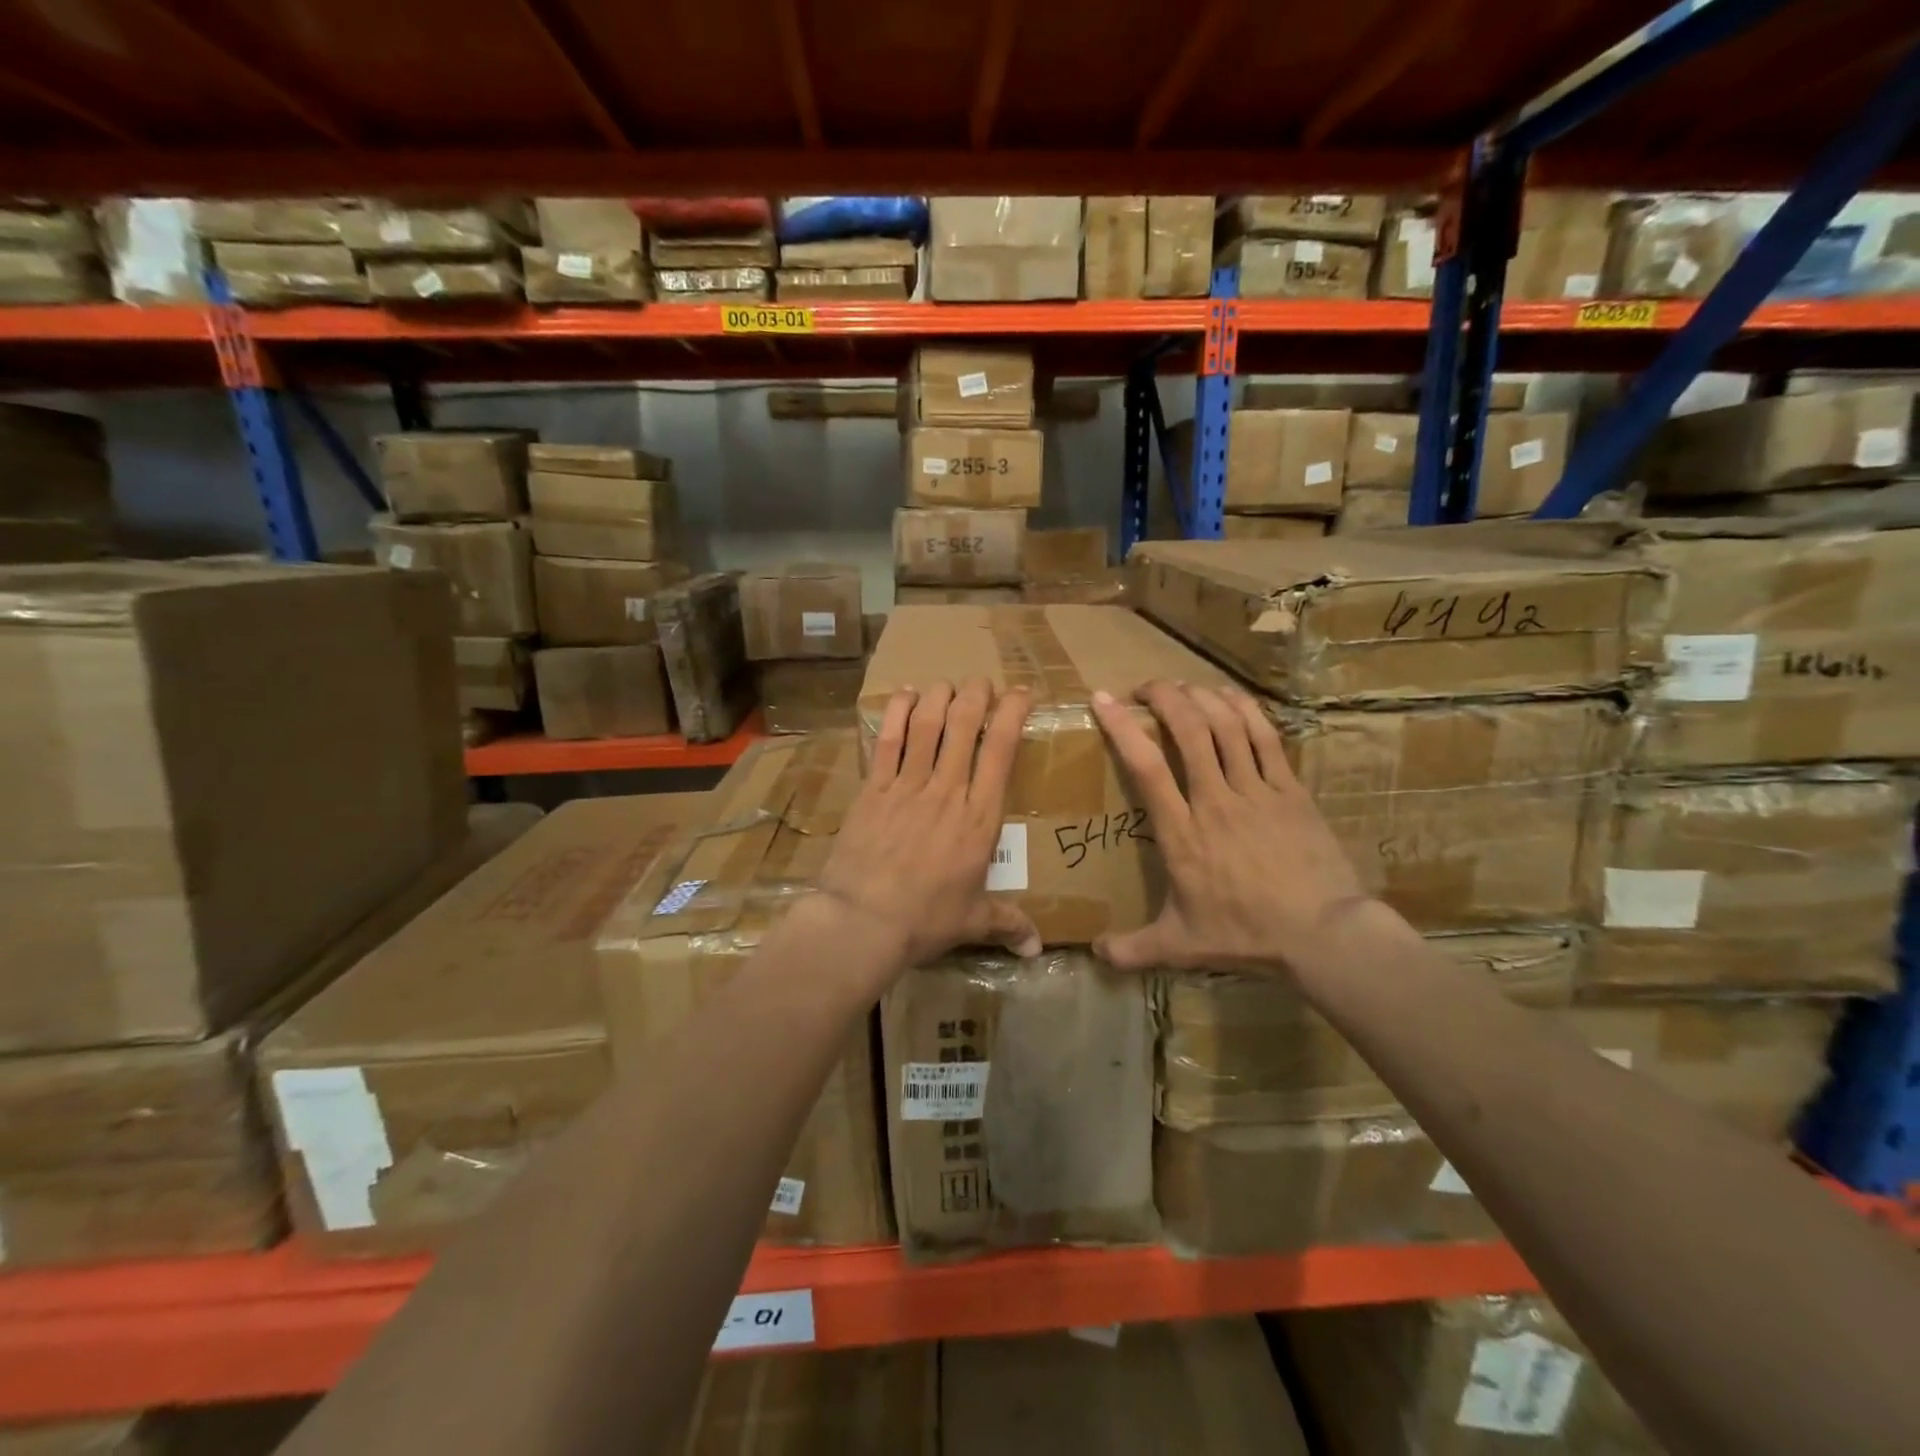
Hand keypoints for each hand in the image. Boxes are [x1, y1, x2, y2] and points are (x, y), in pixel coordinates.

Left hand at [818, 678, 1041, 967]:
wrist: (863, 921)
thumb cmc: (925, 920)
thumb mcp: (972, 921)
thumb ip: (1008, 924)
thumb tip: (1038, 948)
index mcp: (980, 818)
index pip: (1001, 751)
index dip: (1012, 714)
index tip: (1020, 694)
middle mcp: (948, 790)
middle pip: (965, 726)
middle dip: (976, 695)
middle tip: (980, 683)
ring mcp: (907, 786)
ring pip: (928, 725)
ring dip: (940, 697)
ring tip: (947, 684)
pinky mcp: (874, 789)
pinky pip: (887, 740)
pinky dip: (897, 713)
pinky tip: (905, 695)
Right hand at [1090, 680, 1372, 977]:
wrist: (1322, 934)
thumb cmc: (1245, 935)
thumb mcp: (1181, 945)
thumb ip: (1134, 948)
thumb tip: (1094, 955)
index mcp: (1182, 833)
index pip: (1146, 767)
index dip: (1122, 727)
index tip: (1104, 699)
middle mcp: (1215, 800)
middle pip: (1188, 730)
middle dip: (1164, 697)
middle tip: (1145, 688)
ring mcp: (1257, 791)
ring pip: (1227, 726)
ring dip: (1201, 698)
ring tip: (1182, 688)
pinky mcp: (1290, 790)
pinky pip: (1265, 737)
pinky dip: (1245, 709)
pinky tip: (1229, 696)